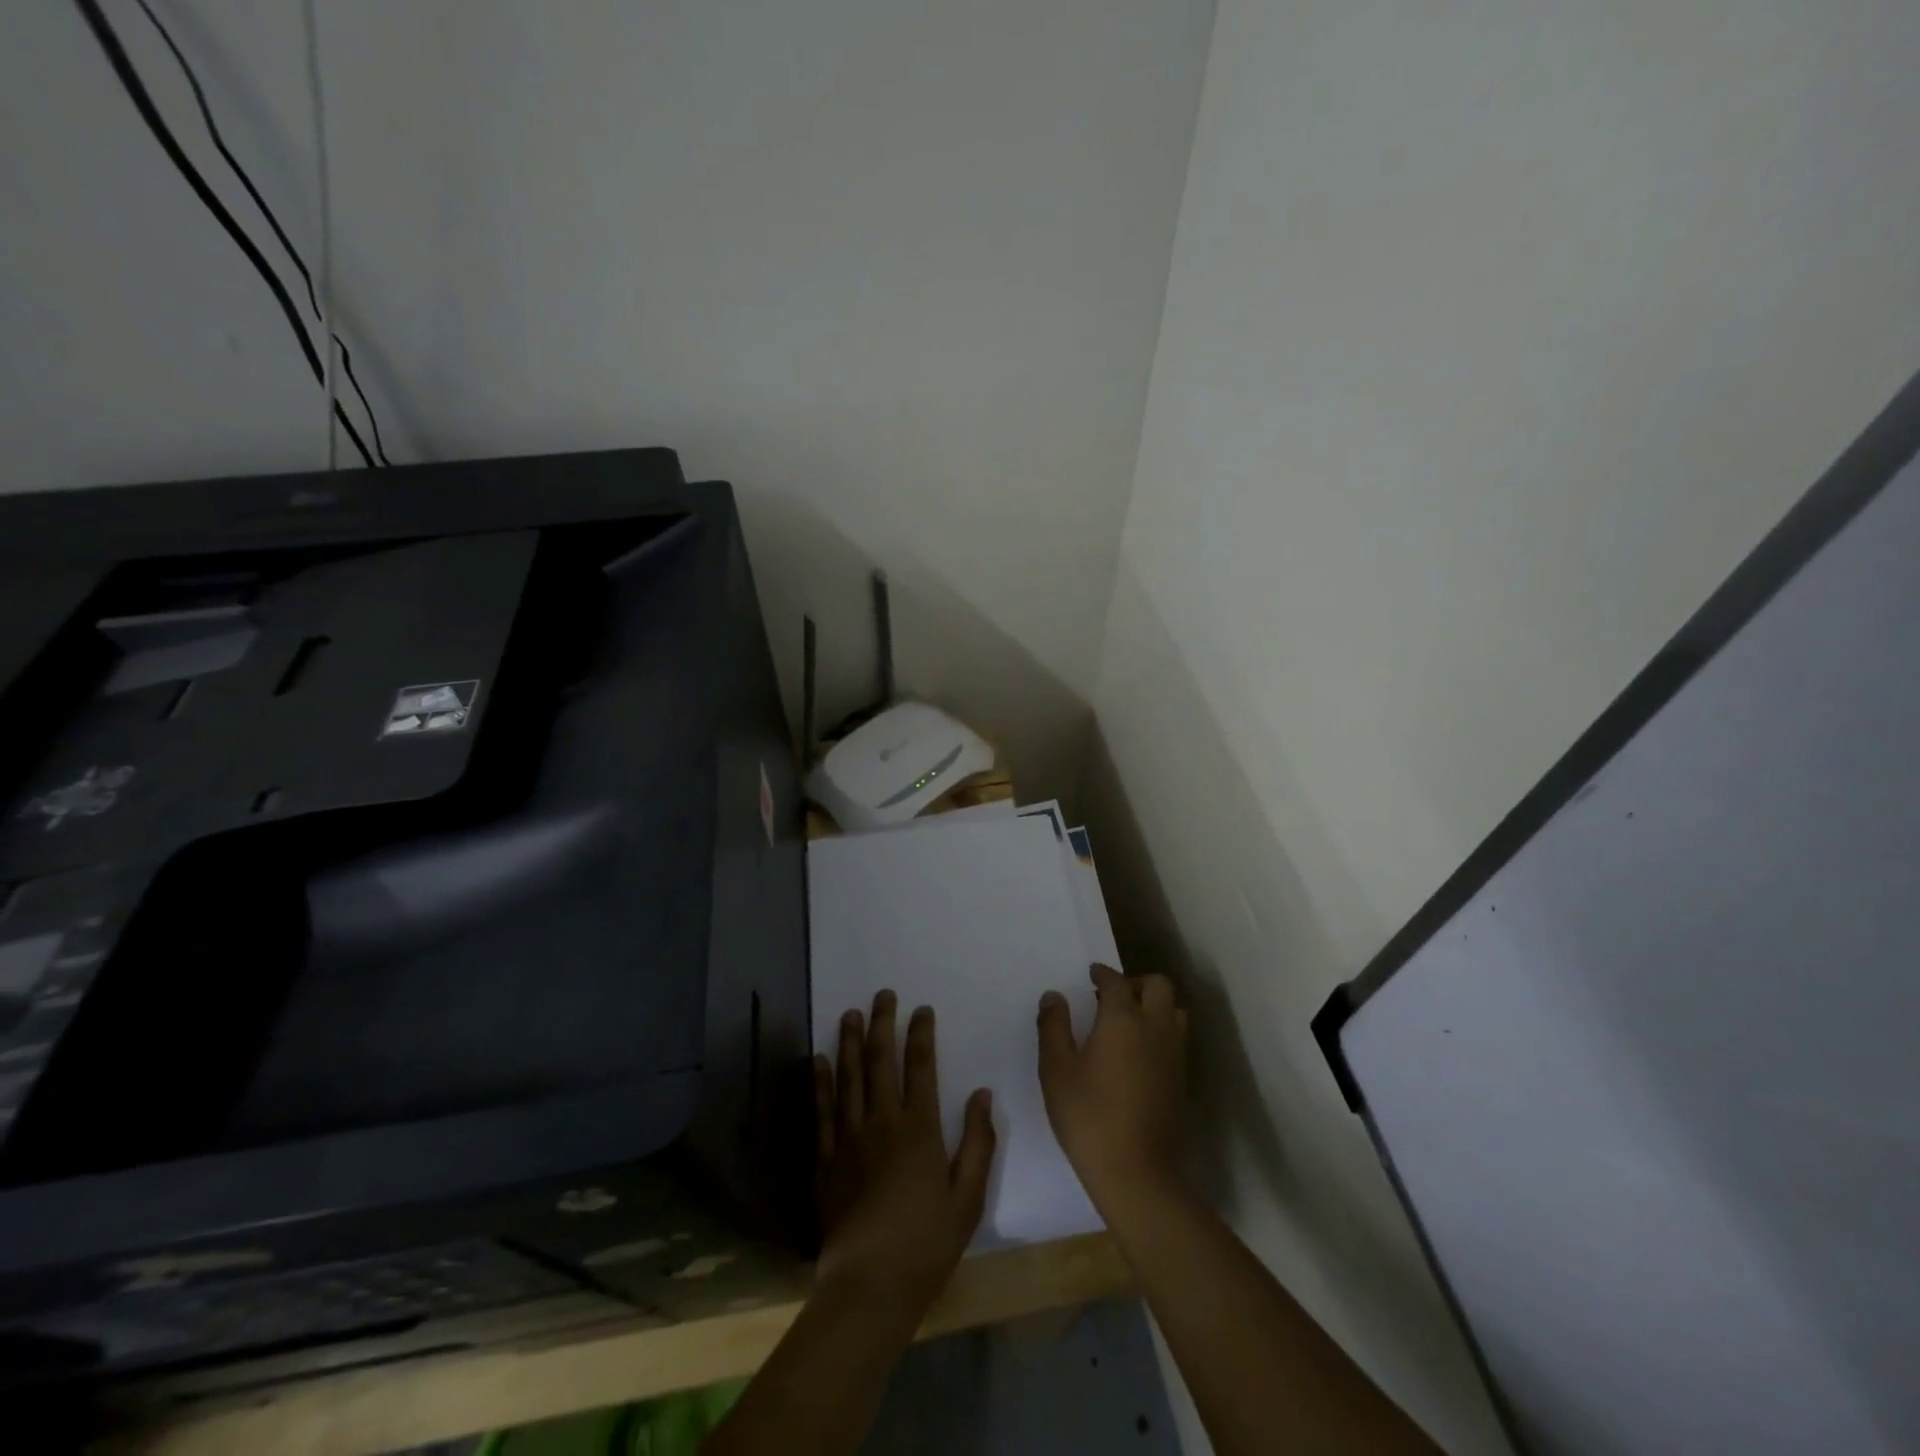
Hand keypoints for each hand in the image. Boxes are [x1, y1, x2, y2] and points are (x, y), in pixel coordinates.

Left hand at [813, 991, 996, 1320]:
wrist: (869, 1285)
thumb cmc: (926, 1244)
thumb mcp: (968, 1198)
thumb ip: (979, 1143)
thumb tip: (983, 1094)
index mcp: (919, 1130)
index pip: (920, 1068)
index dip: (921, 1035)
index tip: (922, 1009)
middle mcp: (882, 1123)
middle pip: (880, 1062)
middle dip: (882, 1024)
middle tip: (882, 994)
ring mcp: (849, 1139)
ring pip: (848, 1078)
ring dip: (849, 1043)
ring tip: (848, 1013)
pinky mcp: (826, 1160)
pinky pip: (822, 1112)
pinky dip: (820, 1083)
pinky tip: (818, 1060)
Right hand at [1038, 964, 1187, 1211]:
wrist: (1137, 1173)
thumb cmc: (1089, 1117)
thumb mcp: (1056, 1070)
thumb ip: (1053, 1027)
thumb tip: (1054, 996)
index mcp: (1123, 1019)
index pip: (1116, 980)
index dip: (1103, 973)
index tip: (1091, 975)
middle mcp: (1155, 1028)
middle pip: (1159, 986)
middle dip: (1136, 982)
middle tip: (1113, 996)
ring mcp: (1174, 1054)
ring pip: (1174, 1011)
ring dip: (1155, 1006)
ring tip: (1129, 1023)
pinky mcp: (1182, 1079)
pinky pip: (1176, 1038)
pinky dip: (1161, 1032)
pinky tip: (1139, 1054)